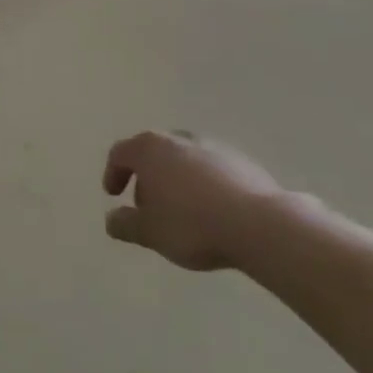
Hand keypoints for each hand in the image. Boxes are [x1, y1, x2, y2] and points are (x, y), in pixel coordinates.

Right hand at [102, 131, 285, 270]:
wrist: (260, 225)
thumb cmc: (192, 224)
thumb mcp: (150, 232)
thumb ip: (125, 224)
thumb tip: (112, 219)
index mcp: (150, 149)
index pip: (120, 153)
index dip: (113, 173)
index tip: (114, 195)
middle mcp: (179, 139)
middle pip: (153, 152)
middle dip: (146, 177)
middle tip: (147, 205)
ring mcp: (213, 148)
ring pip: (184, 159)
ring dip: (176, 180)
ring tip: (181, 210)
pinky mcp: (242, 162)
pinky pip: (212, 170)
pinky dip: (203, 185)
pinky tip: (212, 212)